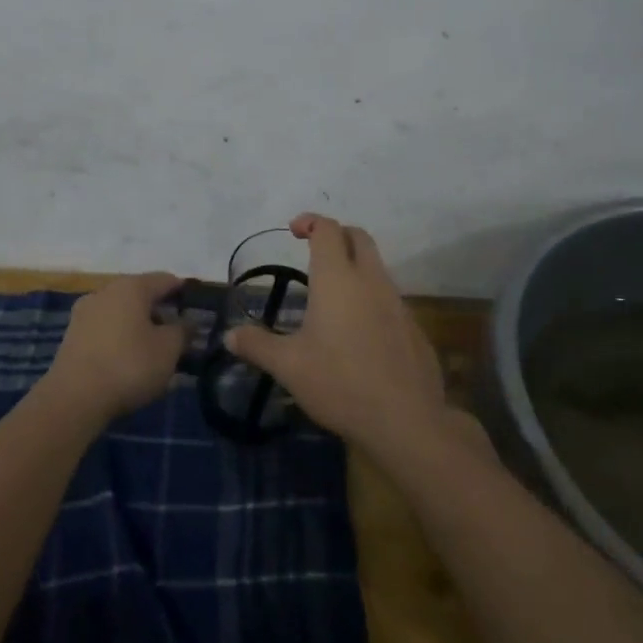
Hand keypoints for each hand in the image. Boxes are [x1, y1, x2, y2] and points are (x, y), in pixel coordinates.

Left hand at [46, 272, 186, 422]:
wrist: (73, 398)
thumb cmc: (129, 366)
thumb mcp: (168, 350)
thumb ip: (183, 331)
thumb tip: (187, 321)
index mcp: (132, 286)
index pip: (166, 280)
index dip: (184, 293)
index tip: (198, 310)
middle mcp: (106, 291)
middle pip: (141, 294)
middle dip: (161, 311)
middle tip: (178, 334)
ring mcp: (85, 312)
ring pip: (121, 311)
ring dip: (139, 324)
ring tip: (154, 350)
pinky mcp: (72, 334)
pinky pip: (105, 328)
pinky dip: (120, 337)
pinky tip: (128, 358)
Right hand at [225, 215, 447, 457]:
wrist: (406, 420)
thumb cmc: (340, 383)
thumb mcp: (288, 366)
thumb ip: (257, 345)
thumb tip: (229, 335)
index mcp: (338, 279)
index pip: (327, 230)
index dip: (310, 222)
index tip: (294, 231)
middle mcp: (371, 281)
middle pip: (359, 237)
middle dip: (336, 235)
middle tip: (314, 251)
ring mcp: (398, 303)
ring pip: (377, 268)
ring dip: (355, 268)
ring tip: (331, 296)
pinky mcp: (413, 328)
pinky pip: (390, 299)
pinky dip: (371, 299)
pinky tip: (357, 333)